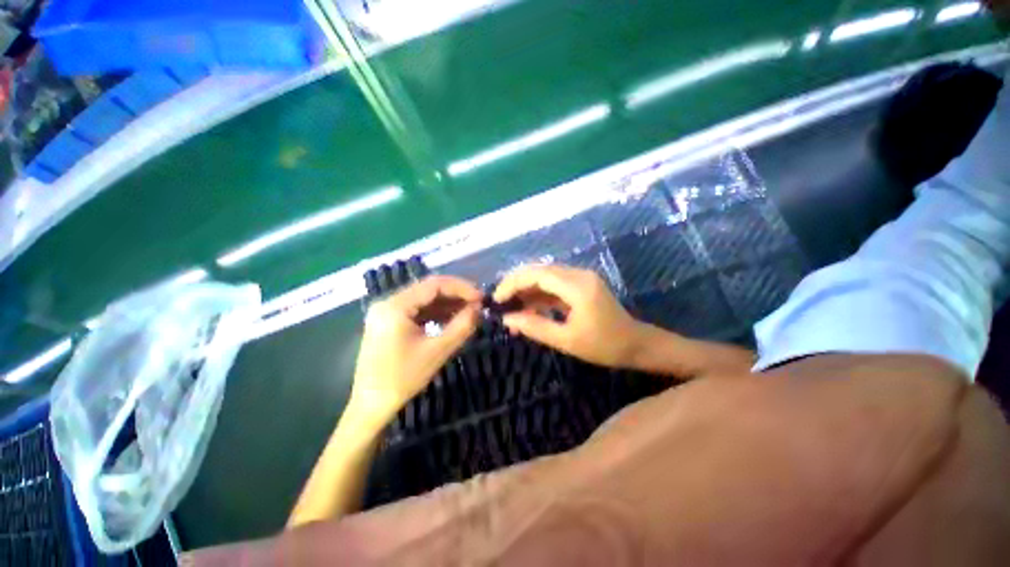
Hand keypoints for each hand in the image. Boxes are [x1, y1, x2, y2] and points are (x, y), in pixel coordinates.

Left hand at [351, 275, 481, 423]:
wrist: (371, 405)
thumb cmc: (403, 379)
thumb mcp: (438, 351)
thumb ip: (462, 326)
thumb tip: (479, 308)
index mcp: (395, 306)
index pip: (434, 284)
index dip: (461, 288)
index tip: (481, 297)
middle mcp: (388, 302)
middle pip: (428, 289)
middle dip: (455, 294)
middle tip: (478, 303)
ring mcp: (387, 312)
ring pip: (424, 299)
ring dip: (447, 303)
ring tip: (470, 311)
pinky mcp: (389, 322)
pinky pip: (417, 310)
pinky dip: (436, 312)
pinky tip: (452, 318)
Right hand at [494, 265, 642, 367]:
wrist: (637, 345)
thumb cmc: (604, 346)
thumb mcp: (566, 341)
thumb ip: (535, 327)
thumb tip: (507, 319)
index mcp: (577, 287)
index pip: (537, 274)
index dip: (513, 283)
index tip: (497, 299)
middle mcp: (578, 275)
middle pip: (539, 271)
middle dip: (516, 284)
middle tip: (499, 302)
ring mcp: (580, 278)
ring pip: (545, 277)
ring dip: (526, 290)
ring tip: (510, 308)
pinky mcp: (580, 284)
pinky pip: (554, 285)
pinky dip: (538, 295)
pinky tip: (527, 308)